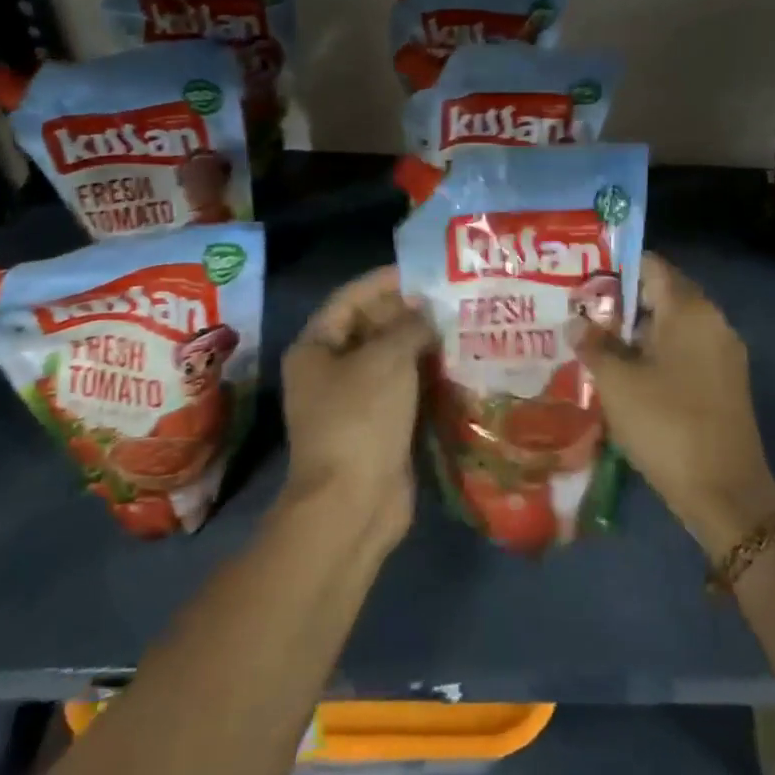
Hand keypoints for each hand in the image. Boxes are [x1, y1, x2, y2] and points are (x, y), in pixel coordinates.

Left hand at [280, 265, 433, 548]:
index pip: (351, 299)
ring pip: (389, 359)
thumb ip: (410, 326)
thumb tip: (428, 314)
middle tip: (450, 298)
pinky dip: (424, 375)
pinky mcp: (377, 426)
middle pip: (370, 327)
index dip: (385, 281)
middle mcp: (329, 370)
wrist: (353, 503)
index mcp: (316, 348)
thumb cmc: (361, 418)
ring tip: (459, 324)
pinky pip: (402, 388)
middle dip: (407, 312)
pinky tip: (456, 363)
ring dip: (419, 344)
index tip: (424, 271)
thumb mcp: (386, 360)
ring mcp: (353, 401)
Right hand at [569, 253, 774, 557]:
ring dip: (637, 331)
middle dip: (621, 302)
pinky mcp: (725, 382)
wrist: (725, 493)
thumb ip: (594, 345)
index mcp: (690, 310)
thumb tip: (576, 322)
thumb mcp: (618, 383)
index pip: (651, 266)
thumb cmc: (666, 425)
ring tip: (595, 342)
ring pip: (673, 326)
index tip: (583, 278)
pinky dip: (656, 353)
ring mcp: (723, 353)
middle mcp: (713, 321)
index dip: (616, 268)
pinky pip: (685, 351)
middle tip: (581, 312)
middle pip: (662, 294)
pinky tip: (627, 373)